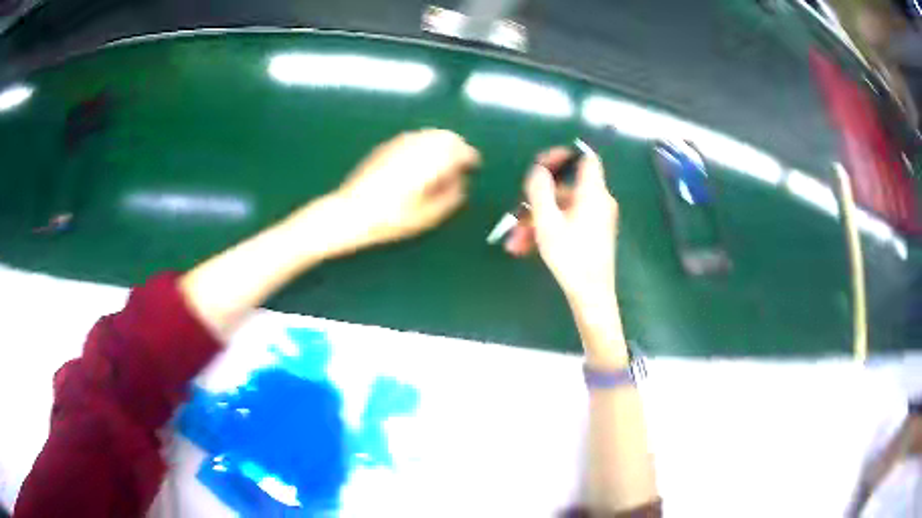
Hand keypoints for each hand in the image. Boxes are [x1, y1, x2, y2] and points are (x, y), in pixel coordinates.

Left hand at [328, 129, 480, 250]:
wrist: (352, 212)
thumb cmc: (391, 219)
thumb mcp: (428, 216)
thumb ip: (451, 196)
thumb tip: (461, 182)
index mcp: (431, 161)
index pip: (460, 149)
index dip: (471, 157)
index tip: (474, 166)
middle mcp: (418, 146)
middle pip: (447, 136)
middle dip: (458, 146)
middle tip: (461, 161)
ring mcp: (400, 143)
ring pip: (430, 133)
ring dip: (441, 143)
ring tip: (443, 161)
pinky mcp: (387, 146)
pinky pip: (414, 137)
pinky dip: (425, 143)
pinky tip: (421, 159)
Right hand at [507, 146, 618, 313]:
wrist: (591, 296)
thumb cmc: (571, 258)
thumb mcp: (547, 222)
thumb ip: (540, 190)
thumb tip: (539, 170)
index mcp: (593, 193)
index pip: (586, 158)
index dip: (564, 155)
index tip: (541, 166)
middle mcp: (598, 201)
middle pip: (565, 188)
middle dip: (537, 201)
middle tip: (516, 214)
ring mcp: (596, 218)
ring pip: (561, 209)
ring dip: (536, 221)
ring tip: (516, 242)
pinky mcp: (592, 233)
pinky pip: (567, 222)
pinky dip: (548, 230)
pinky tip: (527, 247)